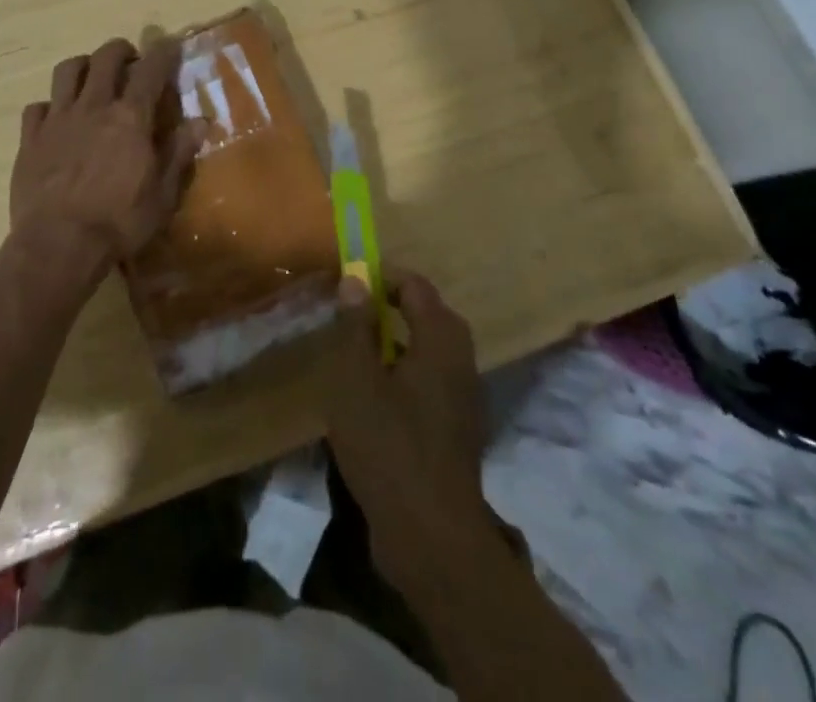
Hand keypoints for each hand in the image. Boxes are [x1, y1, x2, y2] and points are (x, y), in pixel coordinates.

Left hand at [8, 37, 203, 279]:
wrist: (57, 245)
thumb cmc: (119, 222)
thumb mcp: (163, 195)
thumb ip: (179, 153)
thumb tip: (201, 121)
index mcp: (130, 117)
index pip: (151, 69)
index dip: (163, 52)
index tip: (169, 44)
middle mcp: (93, 107)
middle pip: (106, 57)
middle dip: (121, 50)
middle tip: (130, 60)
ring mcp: (57, 119)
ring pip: (66, 71)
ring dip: (83, 66)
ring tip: (91, 77)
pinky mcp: (30, 138)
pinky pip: (37, 107)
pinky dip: (49, 106)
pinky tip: (56, 119)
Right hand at [323, 269, 497, 592]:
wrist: (432, 538)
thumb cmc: (388, 447)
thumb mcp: (356, 380)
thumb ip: (356, 326)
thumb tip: (356, 281)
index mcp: (441, 342)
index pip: (417, 287)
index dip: (383, 277)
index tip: (350, 282)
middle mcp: (461, 362)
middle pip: (431, 315)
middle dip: (394, 306)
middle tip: (355, 314)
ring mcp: (465, 399)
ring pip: (433, 350)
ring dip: (401, 340)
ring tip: (361, 351)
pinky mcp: (459, 430)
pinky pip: (434, 381)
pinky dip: (409, 372)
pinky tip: (379, 396)